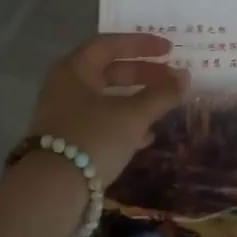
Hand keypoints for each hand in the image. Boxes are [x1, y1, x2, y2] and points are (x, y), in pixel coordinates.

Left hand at [23, 33, 189, 184]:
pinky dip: (125, 123)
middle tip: (171, 78)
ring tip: (165, 105)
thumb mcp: (133, 115)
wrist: (51, 192)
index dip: (142, 44)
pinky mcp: (68, 141)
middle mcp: (66, 87)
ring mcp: (64, 115)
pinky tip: (147, 137)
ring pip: (107, 99)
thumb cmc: (93, 138)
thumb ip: (161, 94)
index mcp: (75, 69)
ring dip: (137, 99)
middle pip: (109, 71)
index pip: (110, 44)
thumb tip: (185, 76)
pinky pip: (101, 122)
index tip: (170, 49)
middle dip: (143, 73)